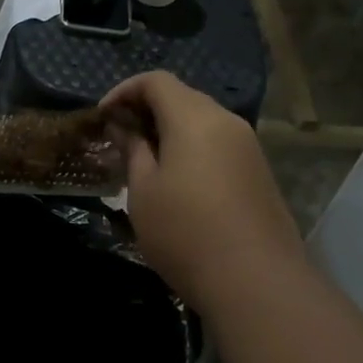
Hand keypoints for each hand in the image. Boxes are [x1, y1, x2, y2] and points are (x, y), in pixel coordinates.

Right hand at [102, 72, 309, 310]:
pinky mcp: (259, 171)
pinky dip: (192, 147)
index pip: (156, 81)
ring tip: (144, 161)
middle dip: (146, 109)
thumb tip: (122, 125)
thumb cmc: (185, 232)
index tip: (103, 117)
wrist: (256, 281)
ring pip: (202, 121)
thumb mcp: (143, 191)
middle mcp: (226, 121)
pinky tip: (177, 181)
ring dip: (170, 130)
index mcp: (194, 118)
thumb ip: (132, 149)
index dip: (124, 91)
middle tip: (120, 139)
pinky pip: (218, 143)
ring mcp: (248, 146)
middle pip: (182, 97)